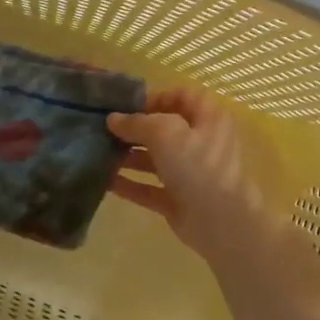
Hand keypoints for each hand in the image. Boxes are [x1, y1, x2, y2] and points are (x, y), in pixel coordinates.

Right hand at [107, 88, 282, 267]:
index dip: (153, 98)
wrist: (221, 221)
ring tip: (98, 153)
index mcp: (207, 118)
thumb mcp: (166, 132)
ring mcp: (189, 173)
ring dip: (127, 156)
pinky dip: (129, 184)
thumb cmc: (198, 165)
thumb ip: (137, 122)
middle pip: (164, 128)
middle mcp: (200, 142)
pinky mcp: (177, 199)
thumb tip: (113, 119)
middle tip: (102, 129)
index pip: (181, 97)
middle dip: (134, 128)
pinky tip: (105, 181)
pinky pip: (149, 187)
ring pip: (154, 159)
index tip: (124, 106)